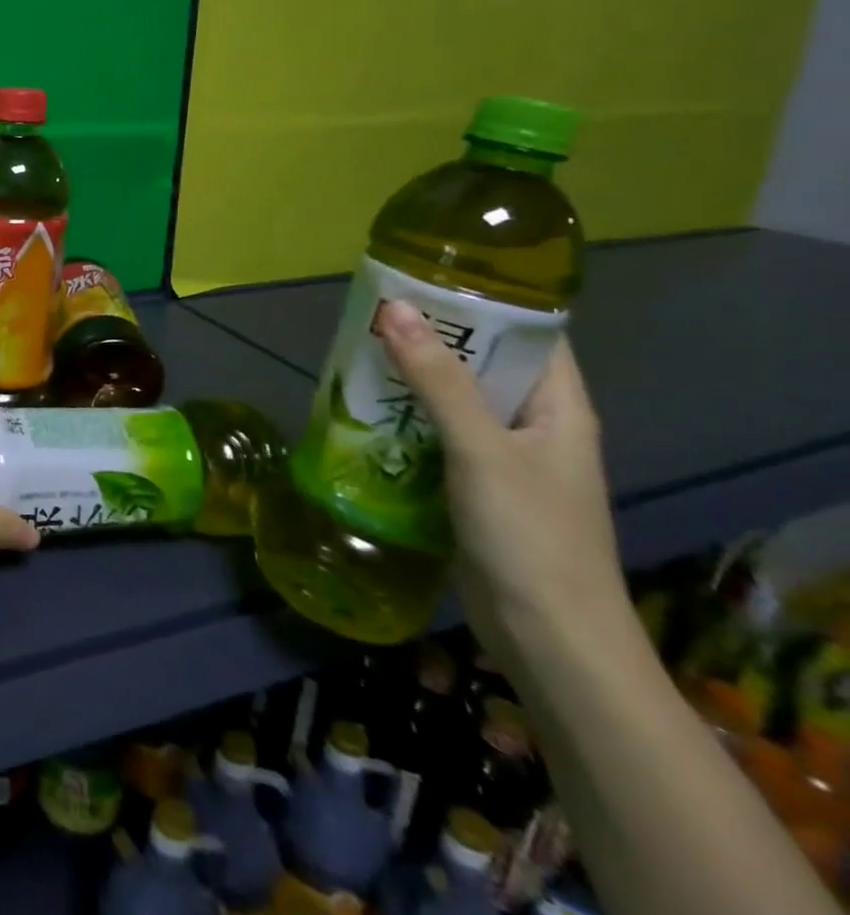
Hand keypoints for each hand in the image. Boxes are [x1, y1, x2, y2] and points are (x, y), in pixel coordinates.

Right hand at [377, 301, 624, 662]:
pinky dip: (402, 420)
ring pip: (452, 401)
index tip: (425, 276)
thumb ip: (437, 380)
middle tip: (372, 312)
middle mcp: (533, 425)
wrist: (547, 639)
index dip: (485, 300)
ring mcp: (503, 458)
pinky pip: (434, 437)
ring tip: (355, 352)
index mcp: (558, 407)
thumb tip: (396, 307)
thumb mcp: (482, 449)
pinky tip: (361, 411)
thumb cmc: (530, 535)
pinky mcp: (473, 487)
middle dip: (431, 338)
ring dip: (409, 381)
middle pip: (482, 364)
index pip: (530, 334)